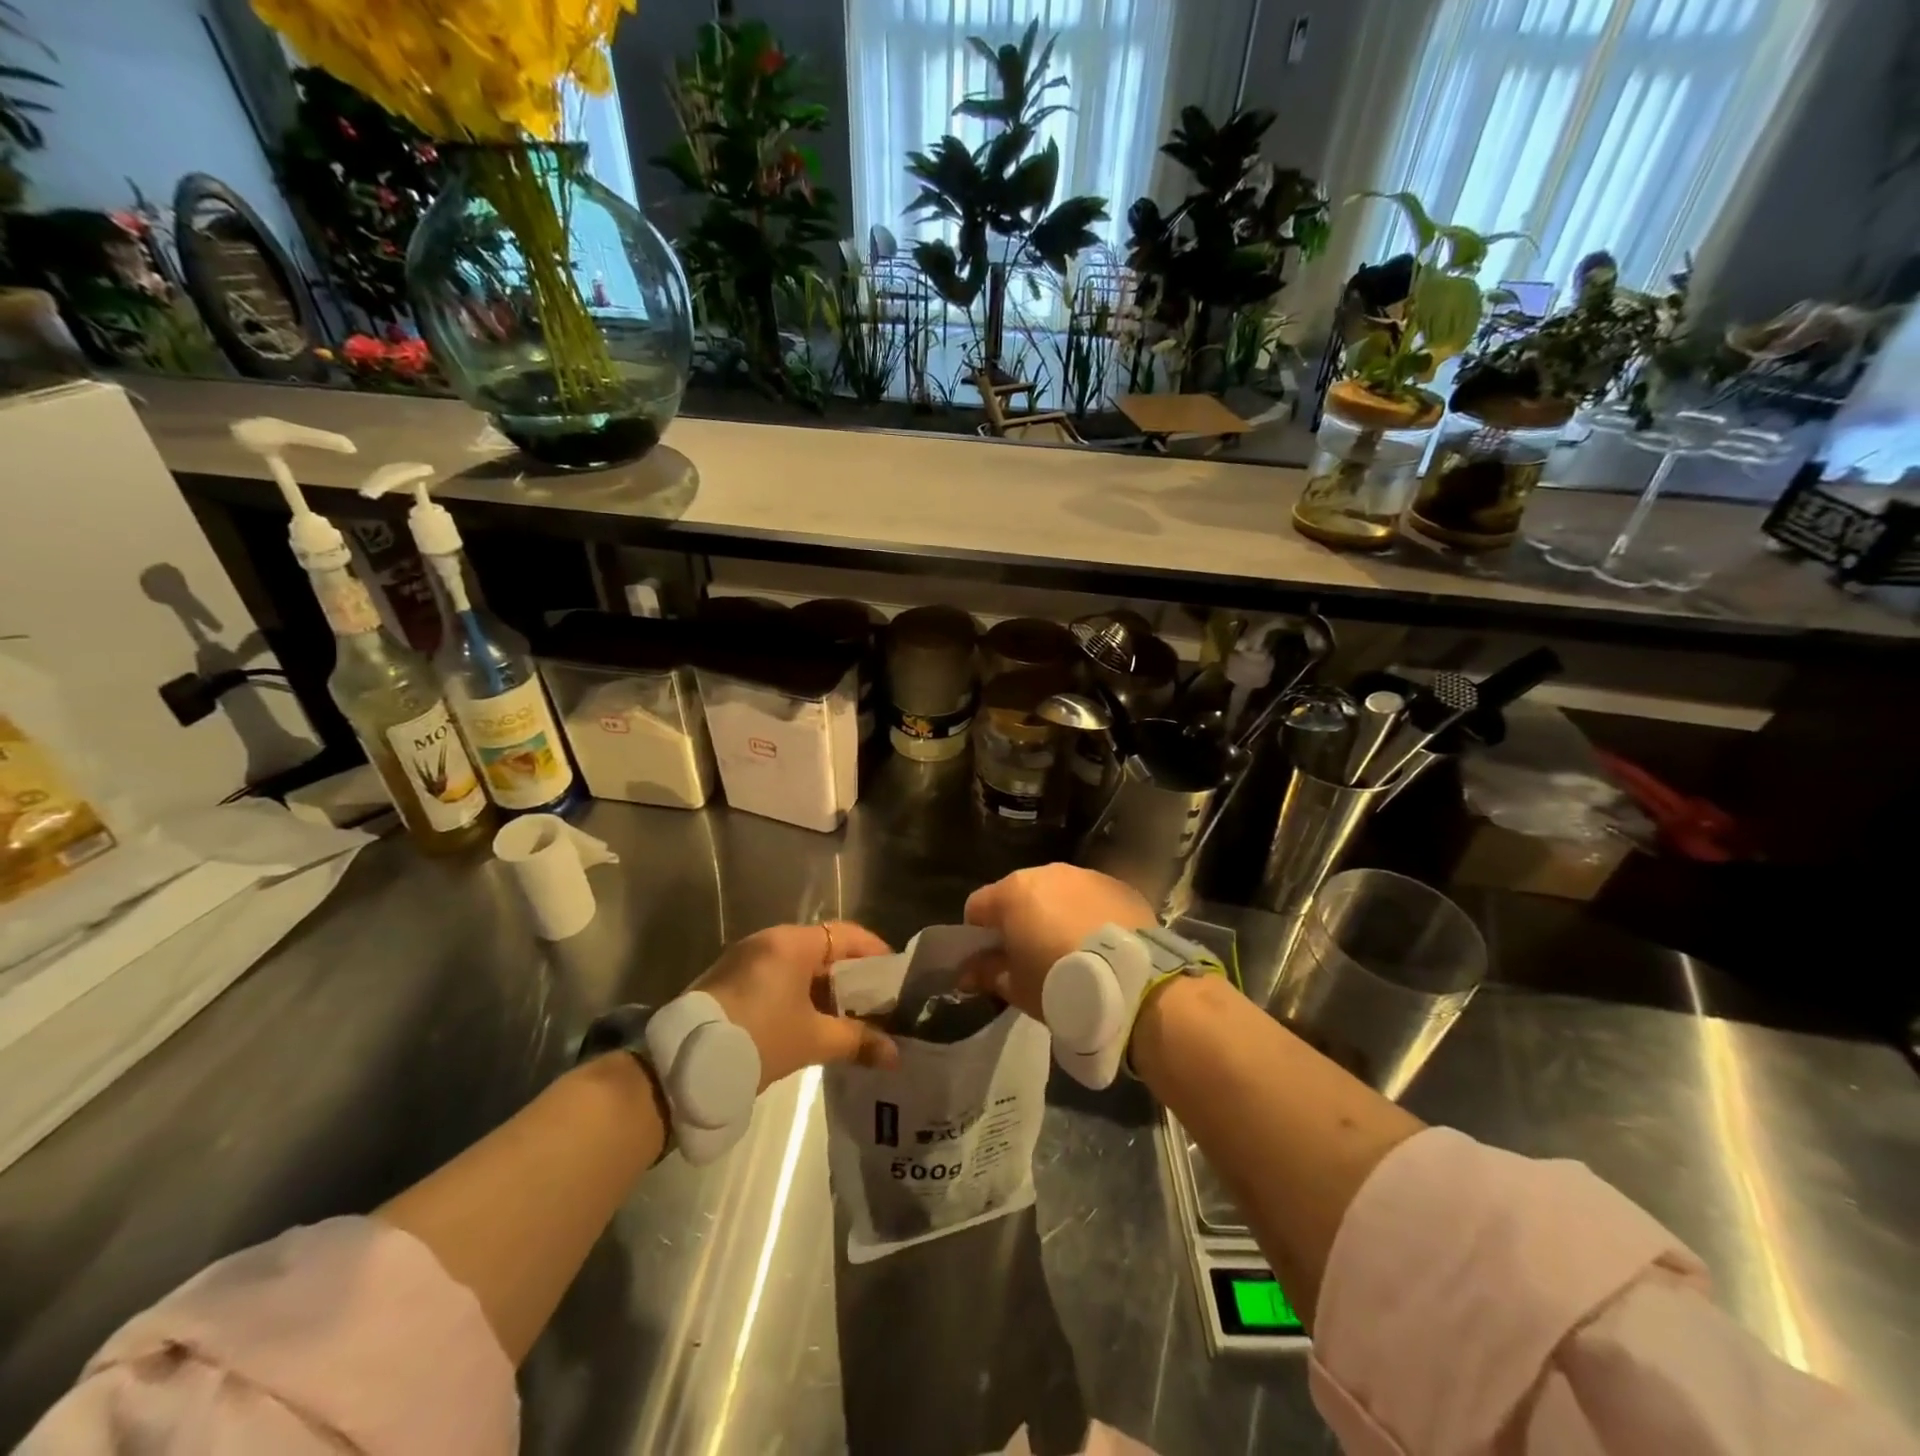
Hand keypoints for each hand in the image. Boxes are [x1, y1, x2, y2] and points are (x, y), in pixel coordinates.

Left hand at [692, 921, 900, 1088]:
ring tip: (845, 1018)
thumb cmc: (758, 1039)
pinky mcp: (728, 980)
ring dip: (823, 988)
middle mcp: (768, 940)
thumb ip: (857, 1041)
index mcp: (792, 942)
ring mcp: (744, 958)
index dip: (875, 953)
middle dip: (850, 976)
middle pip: (822, 948)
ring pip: (797, 965)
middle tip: (874, 1003)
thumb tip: (895, 1055)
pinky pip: (775, 977)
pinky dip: (797, 993)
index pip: (847, 934)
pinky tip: (808, 1022)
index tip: (893, 978)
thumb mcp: (812, 1040)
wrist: (682, 1066)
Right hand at [960, 864, 1155, 1022]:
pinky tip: (1101, 945)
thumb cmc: (1061, 982)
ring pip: (1057, 892)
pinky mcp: (1119, 886)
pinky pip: (1092, 898)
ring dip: (1055, 914)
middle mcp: (1047, 872)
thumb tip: (966, 973)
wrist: (1133, 981)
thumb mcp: (1017, 987)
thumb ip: (987, 973)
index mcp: (1013, 893)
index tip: (990, 960)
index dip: (978, 934)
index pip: (978, 906)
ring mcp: (1086, 875)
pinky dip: (1089, 914)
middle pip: (1019, 894)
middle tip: (1030, 957)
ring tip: (1071, 950)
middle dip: (1019, 920)